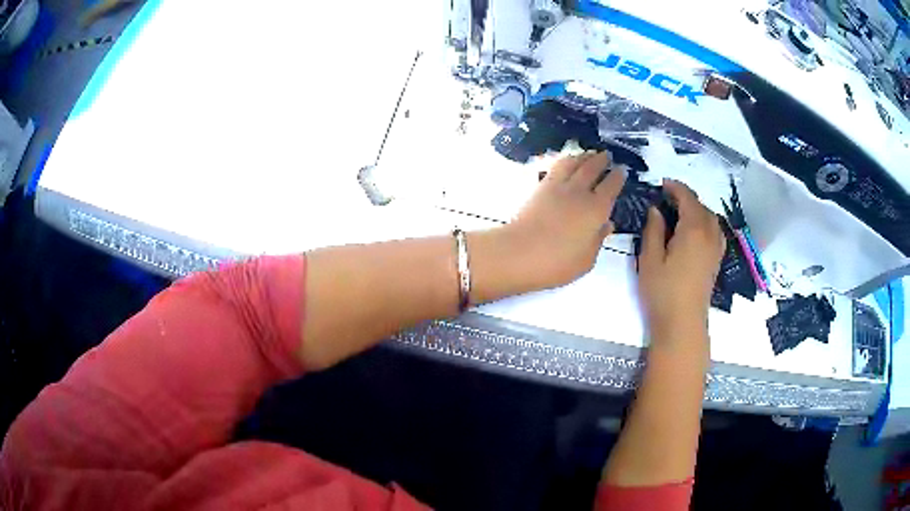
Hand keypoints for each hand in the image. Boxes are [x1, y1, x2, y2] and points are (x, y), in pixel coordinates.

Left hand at [502, 152, 626, 289]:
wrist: (519, 253)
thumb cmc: (557, 263)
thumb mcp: (587, 260)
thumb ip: (599, 239)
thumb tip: (607, 224)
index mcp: (597, 209)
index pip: (612, 186)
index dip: (618, 176)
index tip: (622, 170)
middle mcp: (580, 192)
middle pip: (593, 168)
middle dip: (602, 160)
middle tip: (608, 155)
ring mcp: (559, 186)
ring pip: (575, 162)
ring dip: (585, 156)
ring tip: (590, 154)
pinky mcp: (541, 186)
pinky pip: (557, 166)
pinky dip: (566, 160)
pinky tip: (567, 162)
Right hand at [637, 180, 724, 348]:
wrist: (682, 324)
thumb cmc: (663, 292)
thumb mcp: (650, 259)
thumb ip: (653, 230)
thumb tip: (656, 210)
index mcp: (692, 230)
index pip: (688, 198)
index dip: (675, 187)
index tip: (661, 184)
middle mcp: (709, 235)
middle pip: (701, 206)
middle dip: (686, 197)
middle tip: (667, 199)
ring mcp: (715, 248)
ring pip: (711, 218)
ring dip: (697, 209)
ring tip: (681, 213)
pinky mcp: (716, 261)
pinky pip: (716, 232)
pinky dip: (707, 223)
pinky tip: (697, 231)